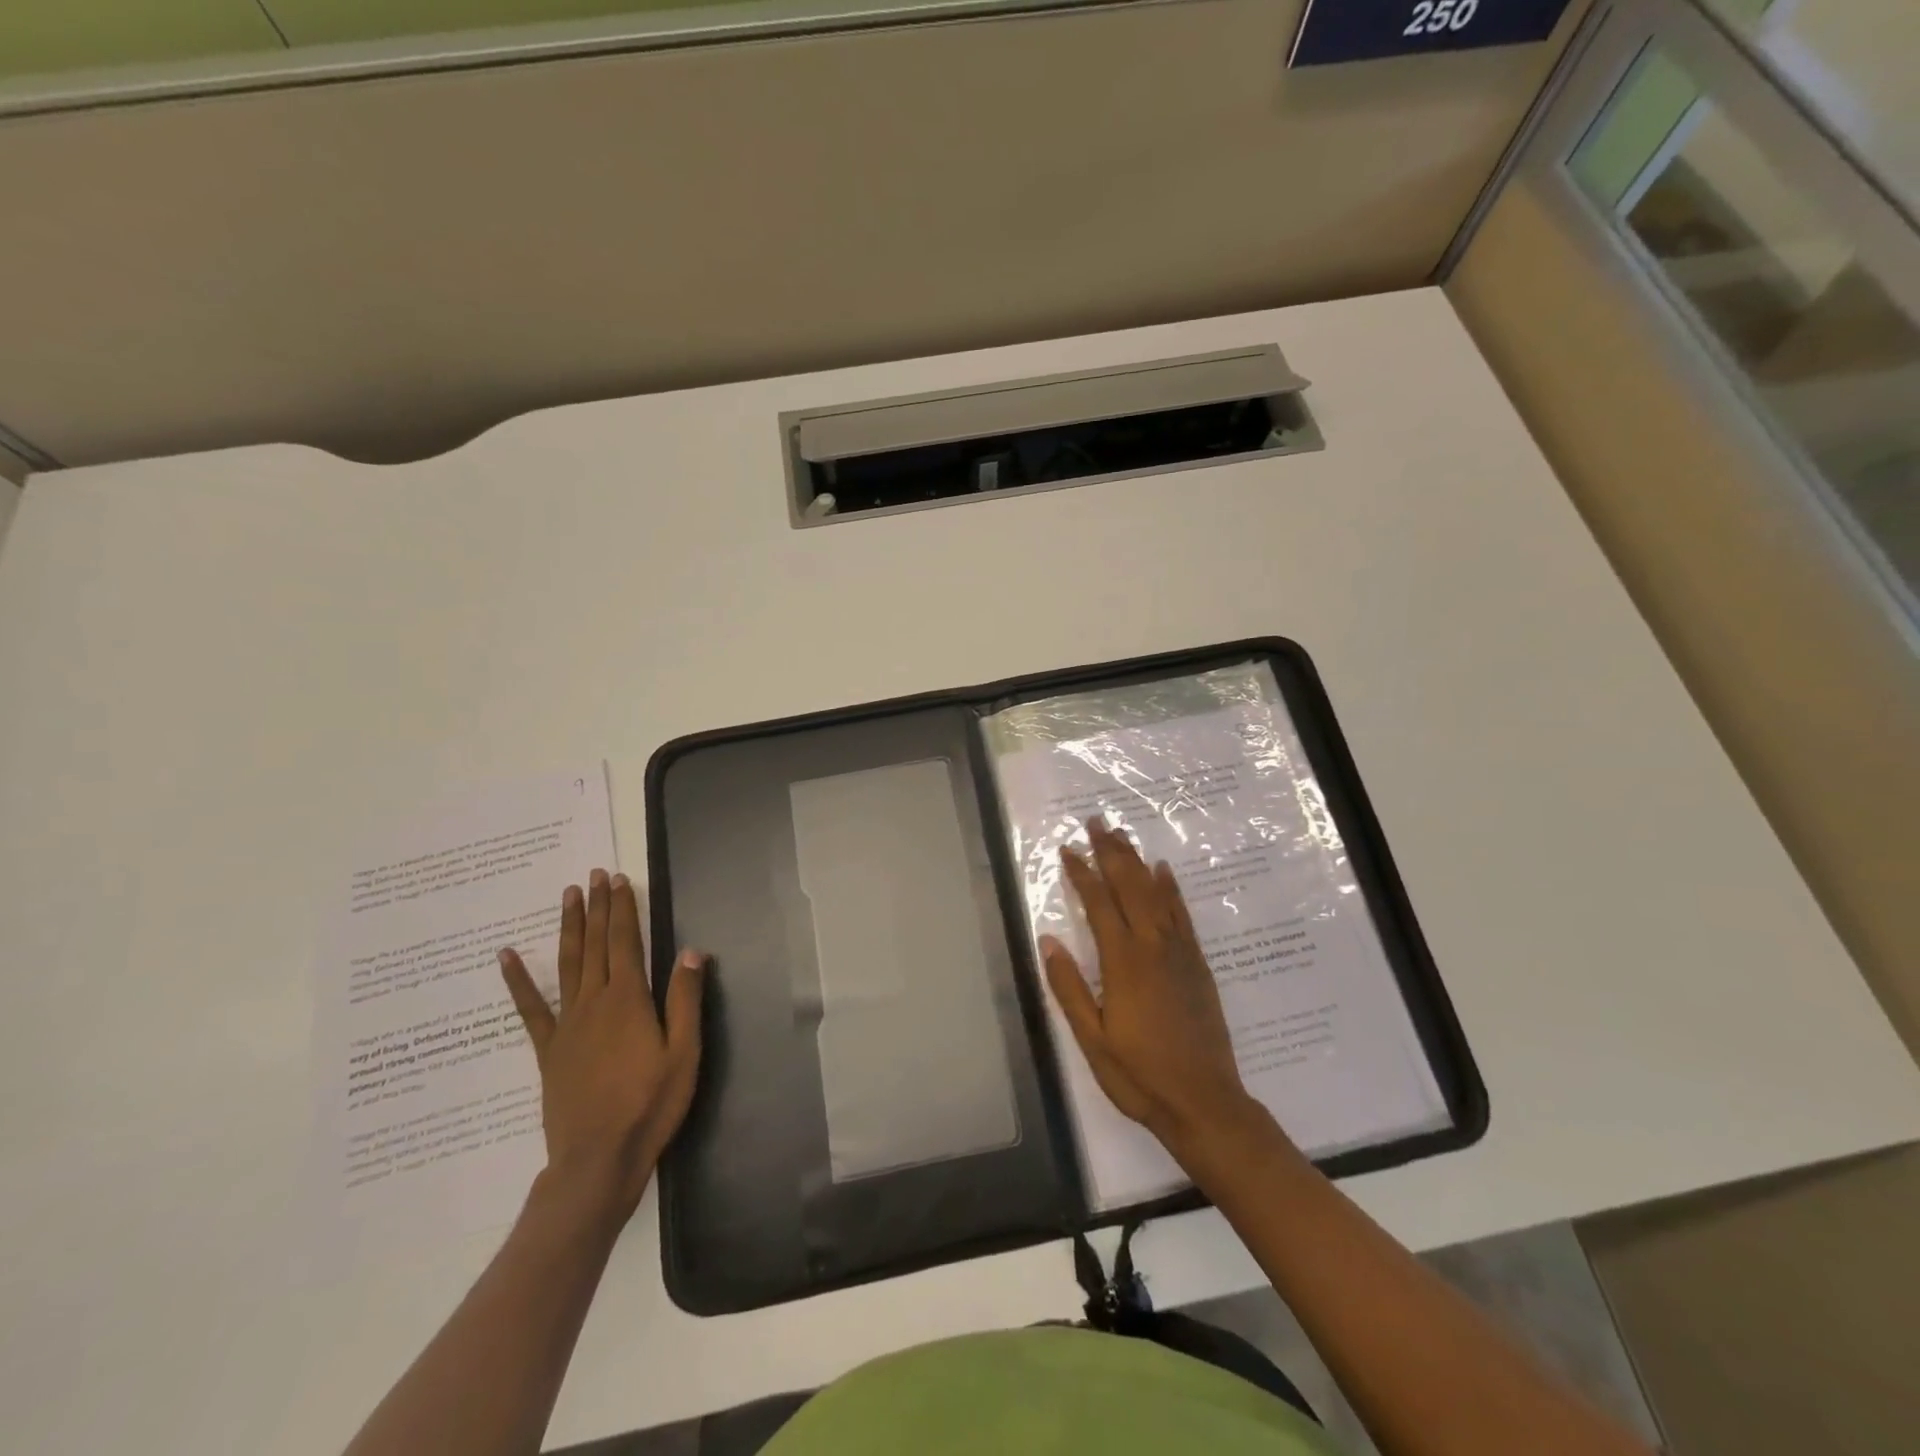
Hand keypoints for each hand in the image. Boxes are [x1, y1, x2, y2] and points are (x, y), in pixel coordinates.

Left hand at [498, 868, 706, 1225]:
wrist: (598, 1159)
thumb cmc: (651, 1104)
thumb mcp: (684, 1052)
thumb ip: (685, 999)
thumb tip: (691, 951)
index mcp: (629, 1000)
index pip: (624, 941)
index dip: (622, 908)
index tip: (618, 880)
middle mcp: (595, 1002)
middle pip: (595, 944)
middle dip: (597, 907)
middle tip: (594, 875)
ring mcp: (567, 1025)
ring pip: (567, 964)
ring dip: (569, 927)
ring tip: (568, 896)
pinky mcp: (548, 1049)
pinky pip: (530, 1008)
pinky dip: (518, 980)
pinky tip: (507, 956)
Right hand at [1041, 819, 1256, 1155]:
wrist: (1204, 1102)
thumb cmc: (1139, 1075)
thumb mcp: (1092, 1039)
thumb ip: (1068, 987)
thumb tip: (1048, 940)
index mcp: (1123, 963)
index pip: (1098, 904)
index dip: (1081, 873)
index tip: (1068, 848)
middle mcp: (1152, 946)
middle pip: (1129, 886)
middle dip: (1111, 852)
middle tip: (1097, 821)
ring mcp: (1179, 952)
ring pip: (1155, 893)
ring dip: (1137, 861)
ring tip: (1122, 835)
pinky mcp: (1197, 963)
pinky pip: (1182, 914)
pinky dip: (1171, 888)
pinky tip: (1163, 870)